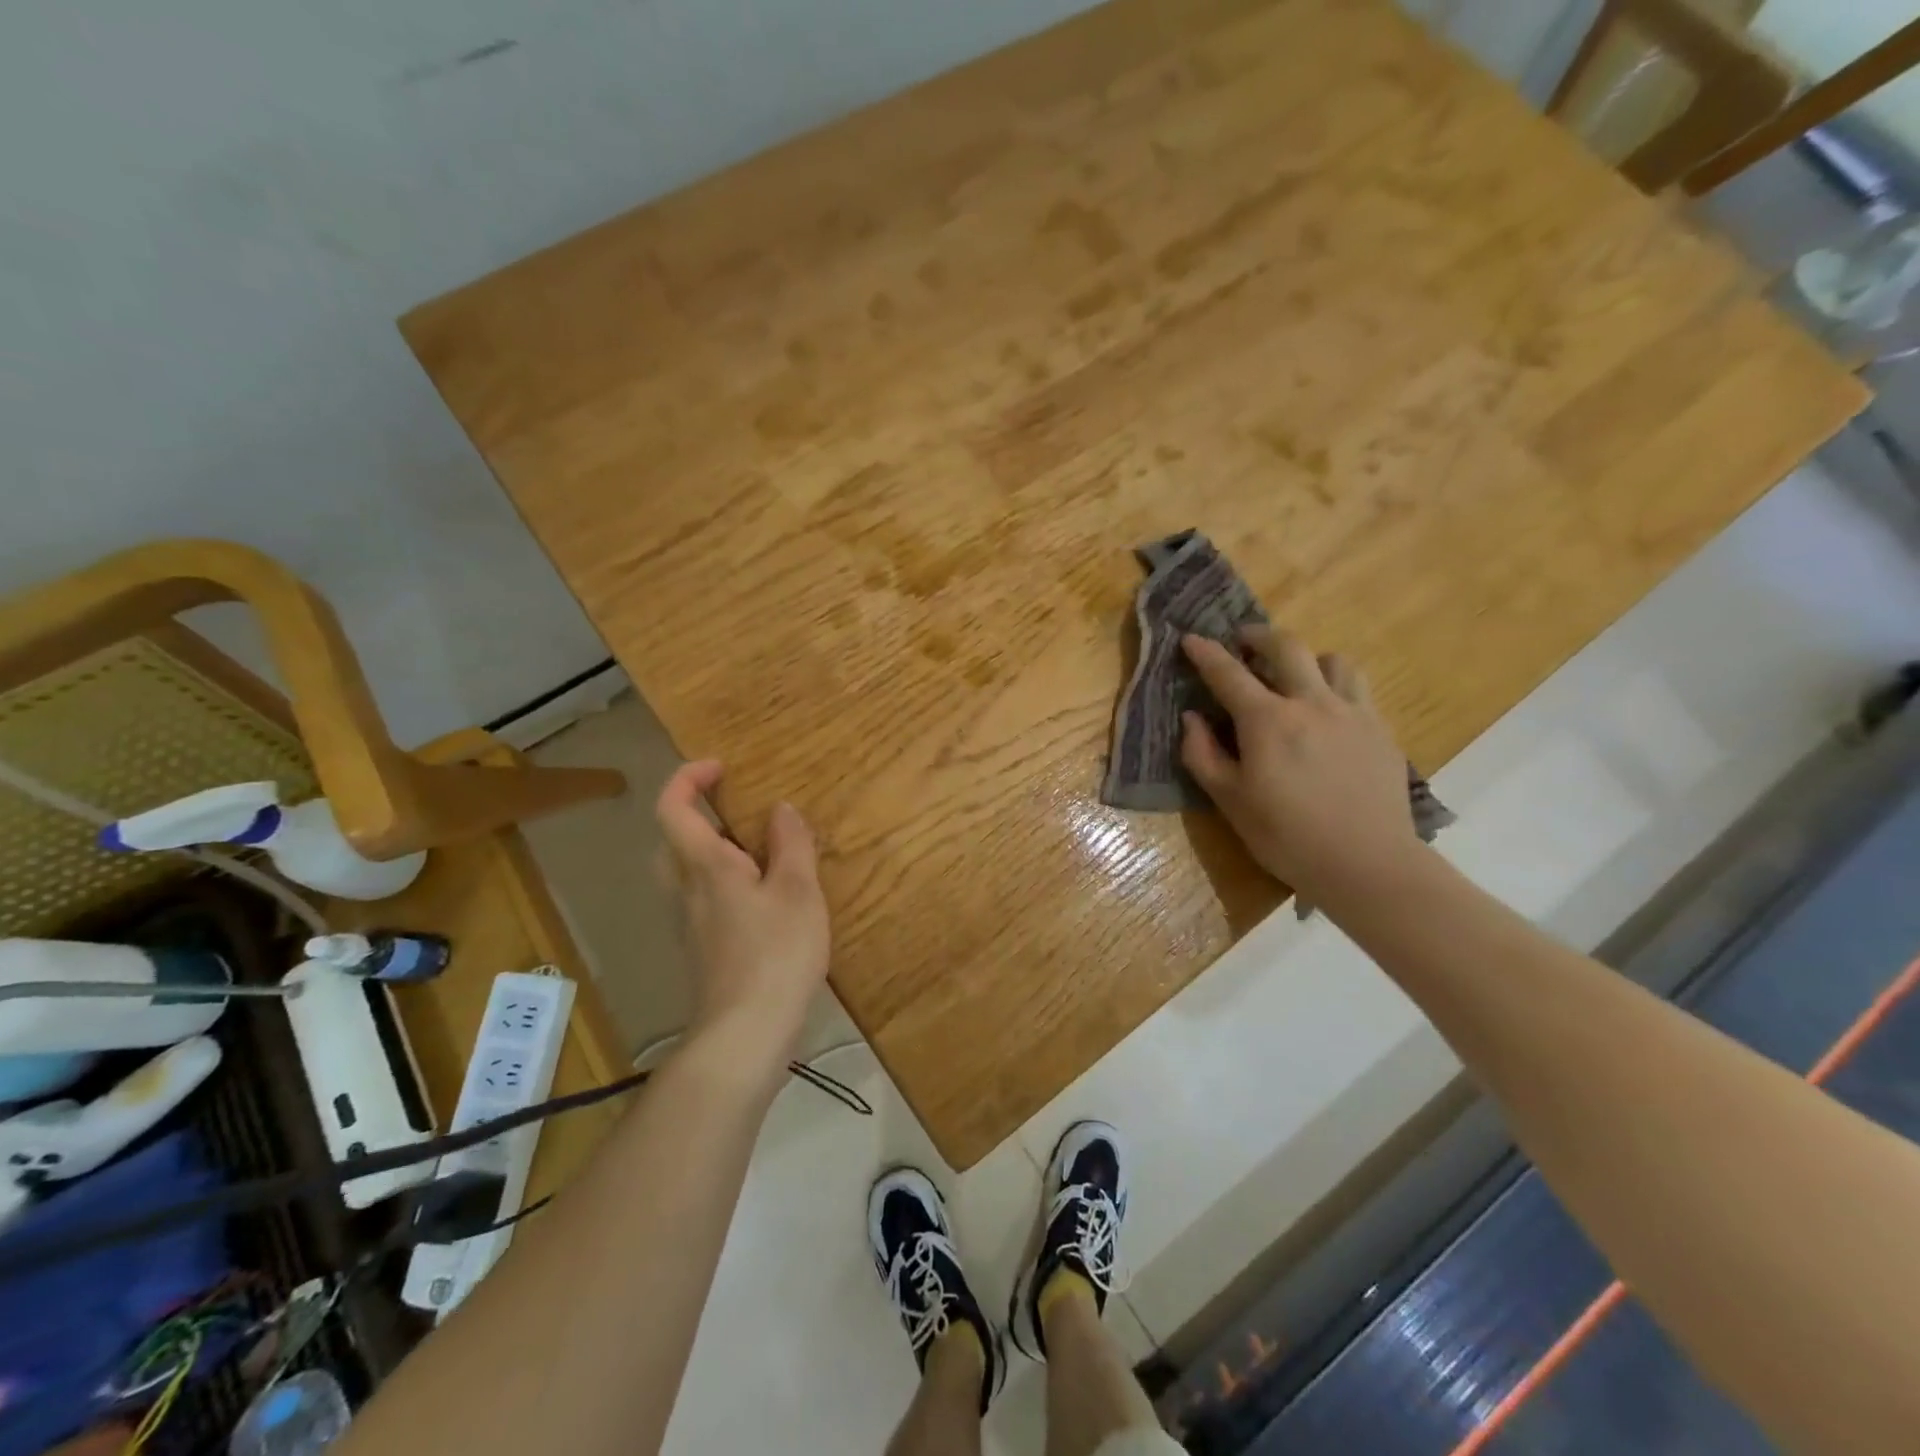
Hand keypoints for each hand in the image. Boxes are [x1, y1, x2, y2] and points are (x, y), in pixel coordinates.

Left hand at [655, 761, 830, 1075]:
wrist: (745, 1034)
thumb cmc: (775, 954)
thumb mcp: (798, 891)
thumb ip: (791, 844)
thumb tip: (780, 809)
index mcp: (705, 867)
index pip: (673, 809)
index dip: (688, 778)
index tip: (720, 767)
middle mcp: (686, 891)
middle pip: (672, 841)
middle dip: (696, 815)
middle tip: (739, 810)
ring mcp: (690, 925)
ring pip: (687, 873)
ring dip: (713, 851)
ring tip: (761, 852)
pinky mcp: (703, 951)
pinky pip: (704, 900)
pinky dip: (725, 883)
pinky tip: (763, 900)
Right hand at [1179, 629, 1421, 902]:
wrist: (1366, 863)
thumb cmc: (1286, 836)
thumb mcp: (1229, 800)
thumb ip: (1202, 754)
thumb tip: (1191, 718)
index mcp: (1268, 720)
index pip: (1229, 673)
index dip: (1205, 652)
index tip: (1191, 638)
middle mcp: (1312, 703)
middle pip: (1286, 647)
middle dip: (1259, 635)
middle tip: (1243, 640)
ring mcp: (1353, 713)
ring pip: (1333, 660)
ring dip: (1307, 658)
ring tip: (1296, 675)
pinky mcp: (1380, 731)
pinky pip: (1357, 690)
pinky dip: (1335, 686)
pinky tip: (1328, 713)